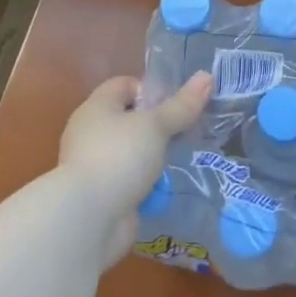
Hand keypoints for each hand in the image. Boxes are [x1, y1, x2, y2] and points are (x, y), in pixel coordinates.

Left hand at [59, 71, 211, 263]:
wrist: (88, 219)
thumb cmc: (119, 157)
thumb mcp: (156, 126)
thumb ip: (182, 105)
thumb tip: (207, 76)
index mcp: (96, 107)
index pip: (125, 85)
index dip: (151, 89)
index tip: (177, 104)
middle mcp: (90, 133)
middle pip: (130, 118)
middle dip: (159, 125)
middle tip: (187, 130)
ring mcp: (94, 165)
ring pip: (132, 151)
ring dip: (154, 156)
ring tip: (183, 158)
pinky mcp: (101, 194)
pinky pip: (130, 179)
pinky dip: (147, 182)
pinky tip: (168, 186)